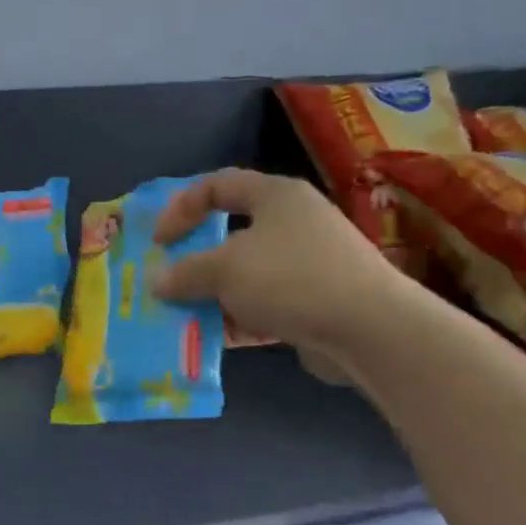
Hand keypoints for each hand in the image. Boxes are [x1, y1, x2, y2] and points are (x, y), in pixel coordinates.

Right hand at [149, 169, 408, 368]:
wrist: (368, 328)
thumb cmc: (290, 278)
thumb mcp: (225, 269)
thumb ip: (185, 272)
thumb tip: (158, 280)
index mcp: (275, 196)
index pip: (218, 185)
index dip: (181, 207)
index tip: (158, 240)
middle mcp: (293, 224)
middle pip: (231, 233)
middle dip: (195, 259)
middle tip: (168, 279)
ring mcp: (306, 265)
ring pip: (245, 275)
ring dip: (212, 295)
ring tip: (183, 316)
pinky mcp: (313, 303)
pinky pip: (263, 306)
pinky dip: (238, 320)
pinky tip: (213, 339)